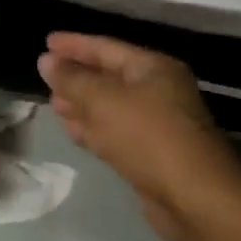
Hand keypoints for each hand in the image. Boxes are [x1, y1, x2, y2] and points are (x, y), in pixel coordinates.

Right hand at [37, 33, 240, 221]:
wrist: (194, 198)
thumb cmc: (148, 136)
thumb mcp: (103, 101)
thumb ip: (72, 79)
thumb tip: (46, 61)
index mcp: (153, 68)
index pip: (106, 47)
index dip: (74, 44)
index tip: (46, 42)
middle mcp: (158, 90)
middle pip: (109, 76)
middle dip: (77, 76)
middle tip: (46, 76)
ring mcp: (157, 124)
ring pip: (111, 106)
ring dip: (82, 105)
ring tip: (53, 104)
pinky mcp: (152, 154)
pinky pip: (116, 132)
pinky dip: (94, 129)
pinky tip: (73, 131)